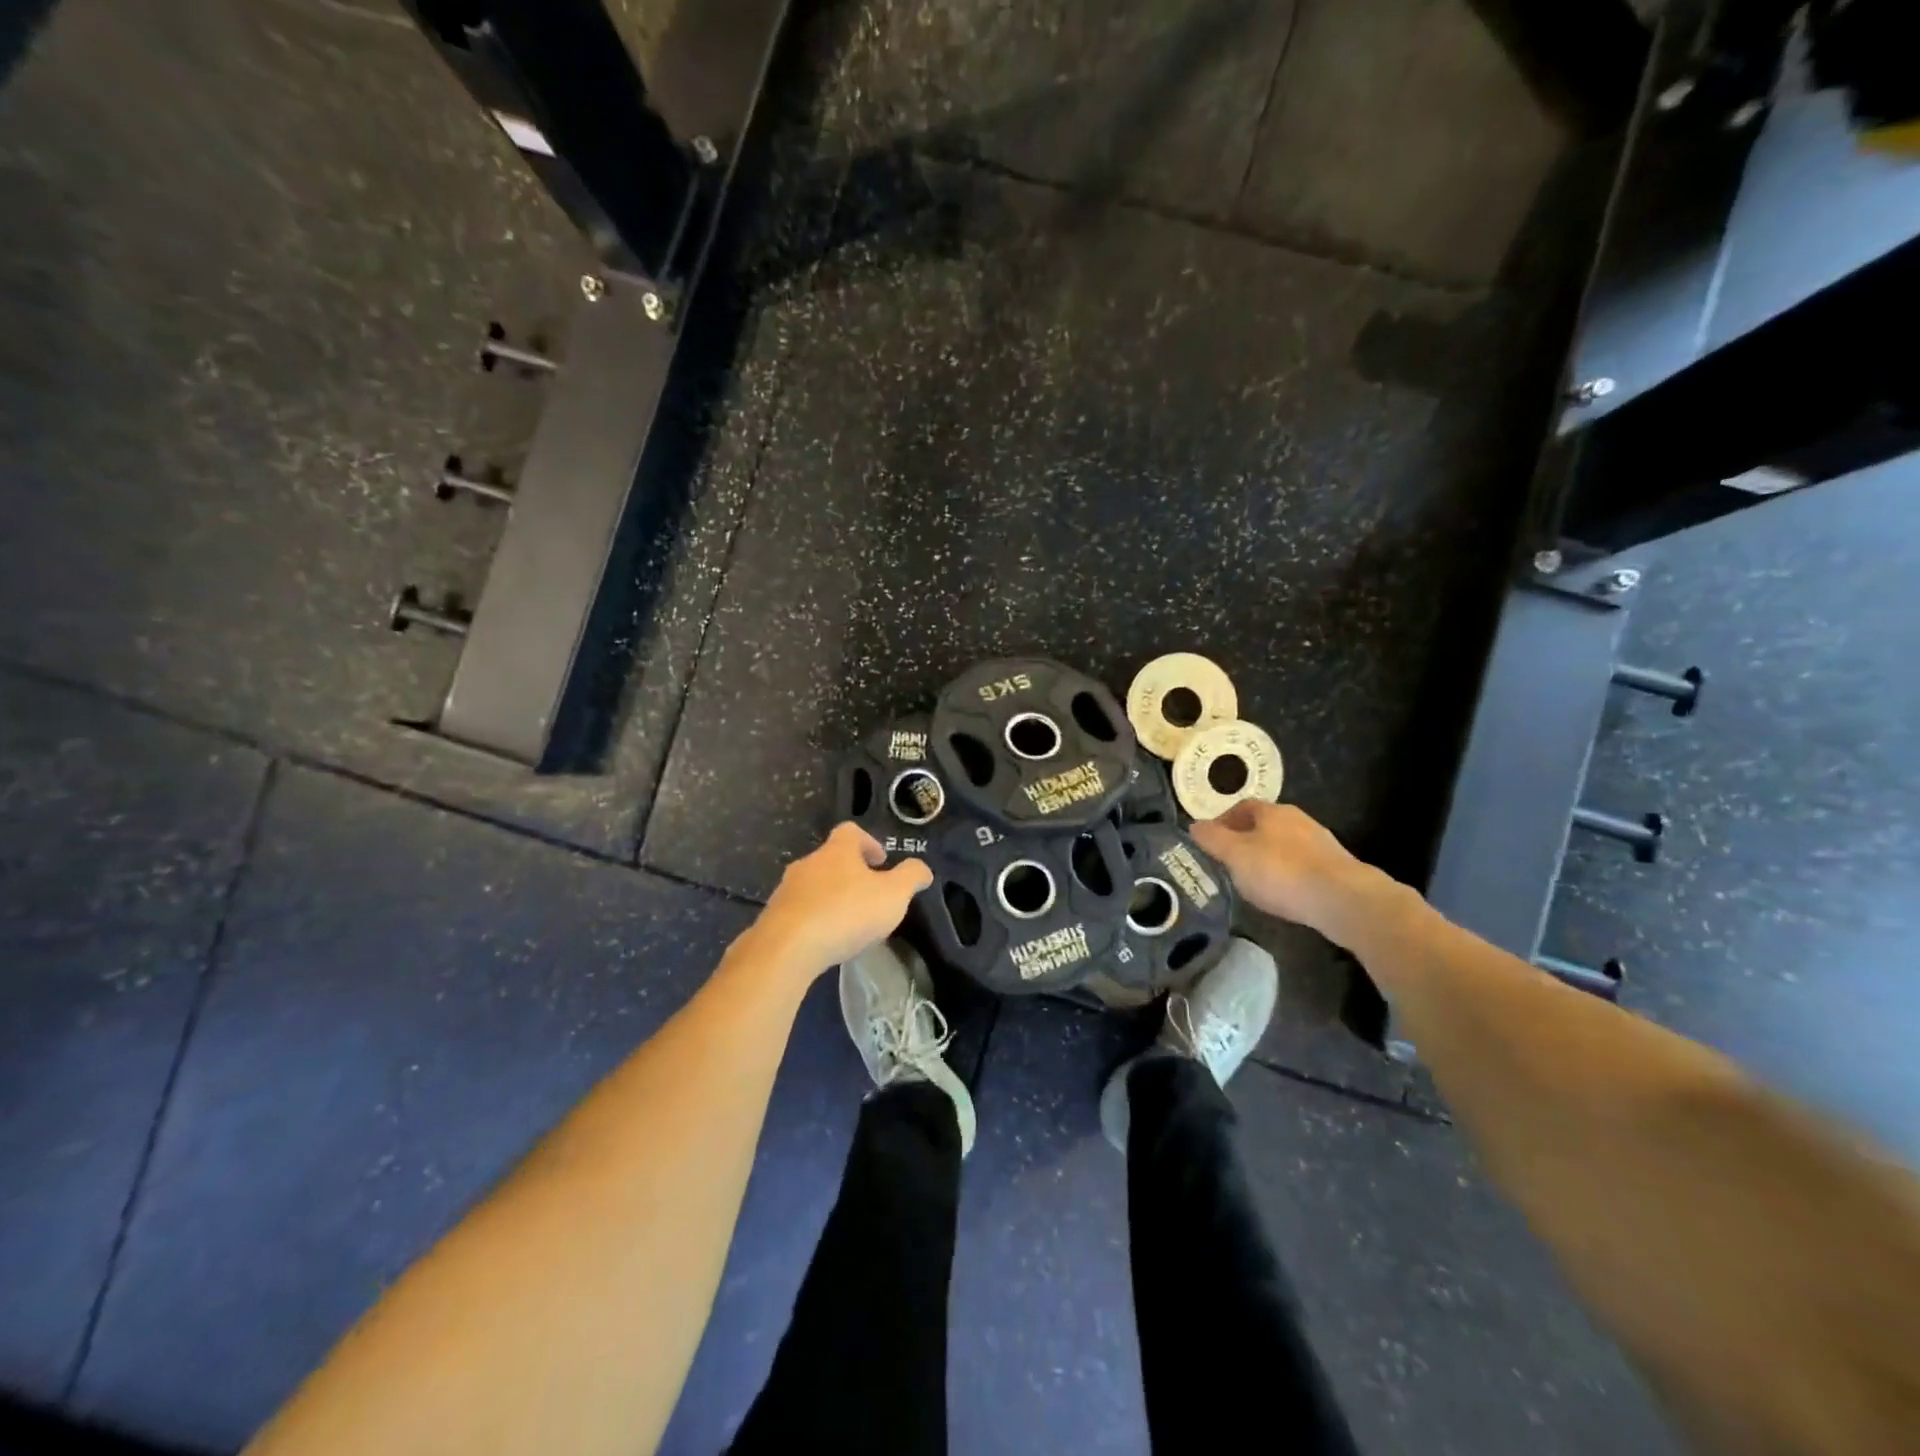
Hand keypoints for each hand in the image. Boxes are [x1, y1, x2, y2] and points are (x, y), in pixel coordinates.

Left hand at [744, 823, 932, 980]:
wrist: (788, 948)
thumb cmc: (846, 913)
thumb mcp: (893, 895)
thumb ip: (911, 877)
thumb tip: (922, 869)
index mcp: (837, 850)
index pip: (851, 831)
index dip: (869, 843)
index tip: (881, 862)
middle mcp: (808, 862)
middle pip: (831, 858)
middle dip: (850, 873)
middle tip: (869, 895)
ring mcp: (787, 889)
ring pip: (813, 885)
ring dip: (831, 897)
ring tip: (848, 922)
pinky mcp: (773, 917)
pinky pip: (799, 911)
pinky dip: (814, 919)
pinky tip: (825, 940)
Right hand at [1190, 801, 1395, 947]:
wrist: (1343, 900)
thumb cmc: (1281, 872)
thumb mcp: (1235, 856)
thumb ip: (1212, 839)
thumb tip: (1194, 825)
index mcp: (1272, 811)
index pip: (1241, 807)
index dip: (1223, 822)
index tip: (1211, 843)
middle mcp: (1298, 819)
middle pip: (1264, 824)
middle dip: (1245, 840)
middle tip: (1229, 863)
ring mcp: (1320, 842)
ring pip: (1284, 844)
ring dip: (1268, 857)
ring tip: (1254, 881)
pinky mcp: (1336, 867)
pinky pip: (1302, 865)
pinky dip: (1288, 874)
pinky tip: (1283, 894)